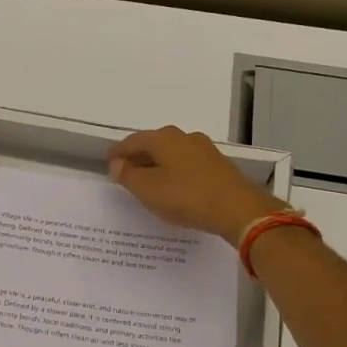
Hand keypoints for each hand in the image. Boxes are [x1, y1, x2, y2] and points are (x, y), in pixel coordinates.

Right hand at [108, 125, 284, 245]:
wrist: (238, 209)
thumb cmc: (186, 197)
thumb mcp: (148, 190)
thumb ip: (128, 175)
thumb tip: (117, 163)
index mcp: (163, 139)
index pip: (133, 141)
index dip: (118, 152)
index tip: (108, 163)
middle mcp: (184, 137)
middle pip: (154, 144)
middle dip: (138, 157)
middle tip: (126, 172)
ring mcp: (204, 150)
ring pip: (172, 154)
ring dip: (158, 165)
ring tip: (148, 181)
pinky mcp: (218, 166)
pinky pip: (187, 165)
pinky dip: (175, 172)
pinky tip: (174, 187)